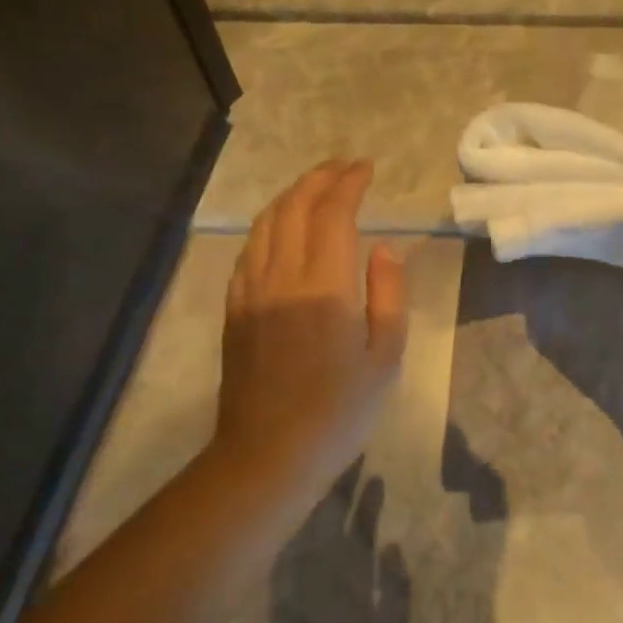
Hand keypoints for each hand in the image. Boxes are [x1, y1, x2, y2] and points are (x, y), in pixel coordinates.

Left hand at [215, 160, 407, 499]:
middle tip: (345, 166)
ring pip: (266, 222)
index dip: (349, 183)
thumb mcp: (385, 357)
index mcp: (324, 286)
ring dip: (292, 195)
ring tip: (316, 186)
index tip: (366, 168)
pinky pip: (249, 248)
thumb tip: (384, 248)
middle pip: (295, 207)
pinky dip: (270, 224)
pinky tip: (284, 227)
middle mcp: (281, 276)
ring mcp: (250, 290)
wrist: (267, 455)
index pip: (333, 213)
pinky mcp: (234, 307)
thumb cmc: (339, 411)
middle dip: (320, 178)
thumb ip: (388, 294)